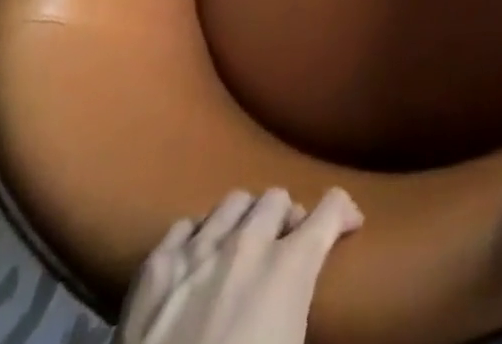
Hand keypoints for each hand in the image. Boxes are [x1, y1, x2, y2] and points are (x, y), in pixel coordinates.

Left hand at [116, 188, 363, 343]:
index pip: (331, 207)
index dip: (344, 212)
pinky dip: (197, 238)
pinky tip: (197, 261)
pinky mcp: (153, 270)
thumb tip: (301, 303)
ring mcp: (197, 251)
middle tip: (286, 246)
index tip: (348, 224)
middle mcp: (246, 244)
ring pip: (234, 201)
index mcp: (288, 268)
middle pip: (277, 197)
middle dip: (287, 218)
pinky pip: (184, 226)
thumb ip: (302, 306)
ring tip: (242, 247)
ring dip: (245, 220)